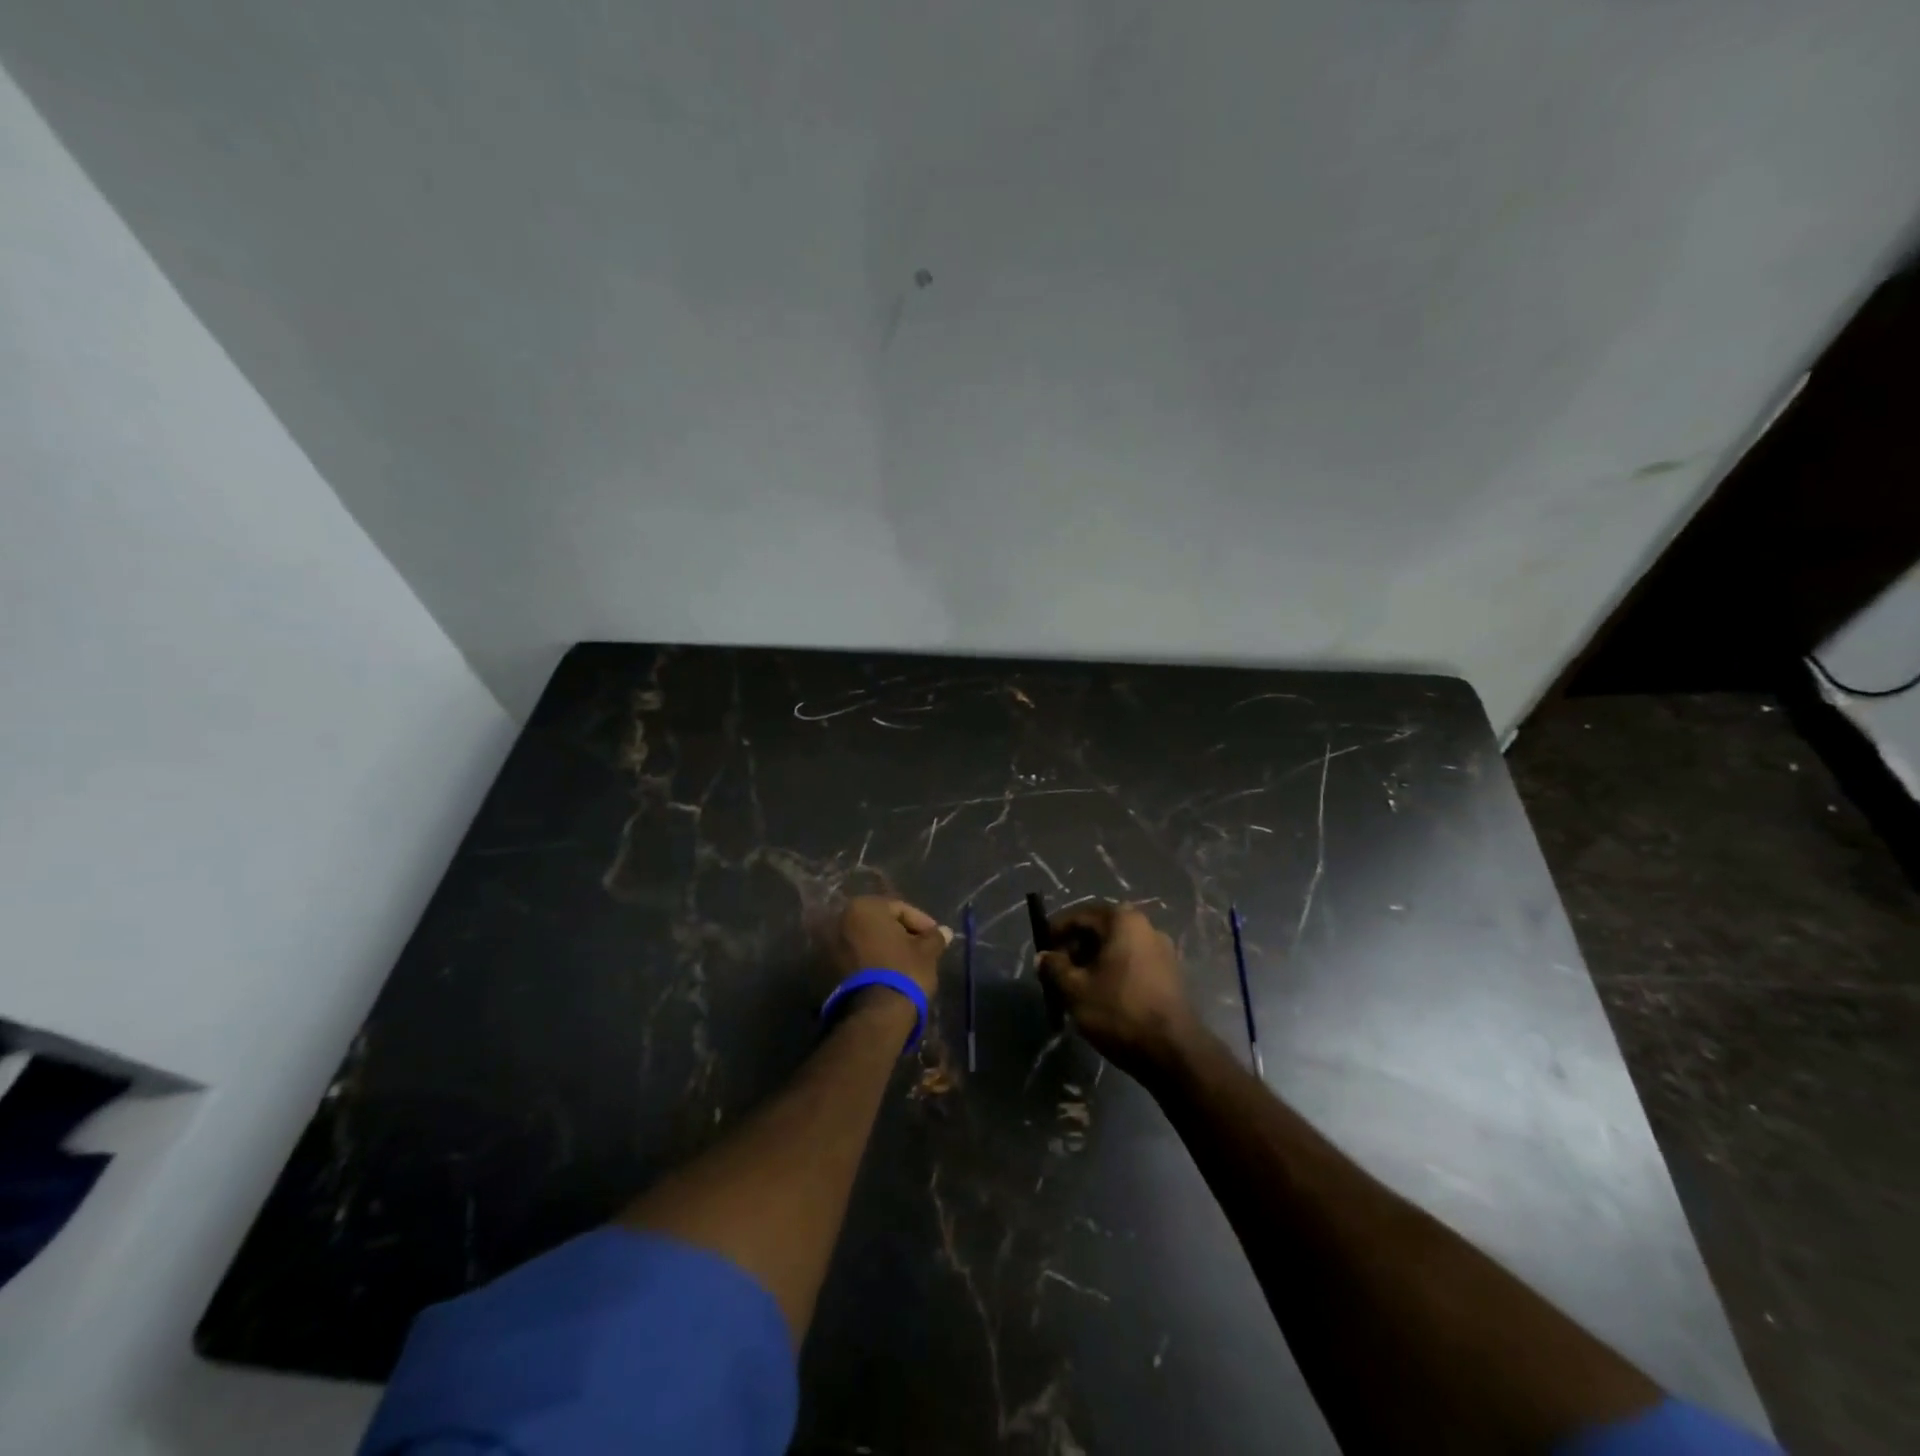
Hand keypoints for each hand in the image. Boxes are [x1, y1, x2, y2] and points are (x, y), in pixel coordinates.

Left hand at [828, 896, 951, 998]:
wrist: (874, 1015)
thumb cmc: (903, 971)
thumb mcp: (927, 952)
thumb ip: (934, 937)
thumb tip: (944, 932)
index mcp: (864, 907)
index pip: (900, 909)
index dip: (922, 923)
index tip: (935, 938)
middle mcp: (841, 920)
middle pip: (881, 923)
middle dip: (902, 934)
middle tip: (922, 950)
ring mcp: (830, 945)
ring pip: (867, 941)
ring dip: (886, 949)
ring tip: (907, 964)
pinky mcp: (827, 969)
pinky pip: (857, 958)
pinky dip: (872, 961)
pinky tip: (889, 975)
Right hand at [1037, 902, 1203, 1080]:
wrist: (1174, 1052)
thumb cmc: (1119, 1011)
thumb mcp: (1075, 989)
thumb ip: (1054, 967)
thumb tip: (1043, 956)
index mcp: (1123, 920)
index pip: (1080, 915)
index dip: (1056, 930)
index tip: (1041, 950)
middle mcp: (1146, 926)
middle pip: (1100, 929)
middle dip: (1075, 947)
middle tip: (1056, 970)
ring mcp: (1163, 950)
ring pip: (1117, 947)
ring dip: (1093, 961)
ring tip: (1076, 986)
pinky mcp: (1170, 974)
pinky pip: (1132, 962)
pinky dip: (1113, 971)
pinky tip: (1102, 995)